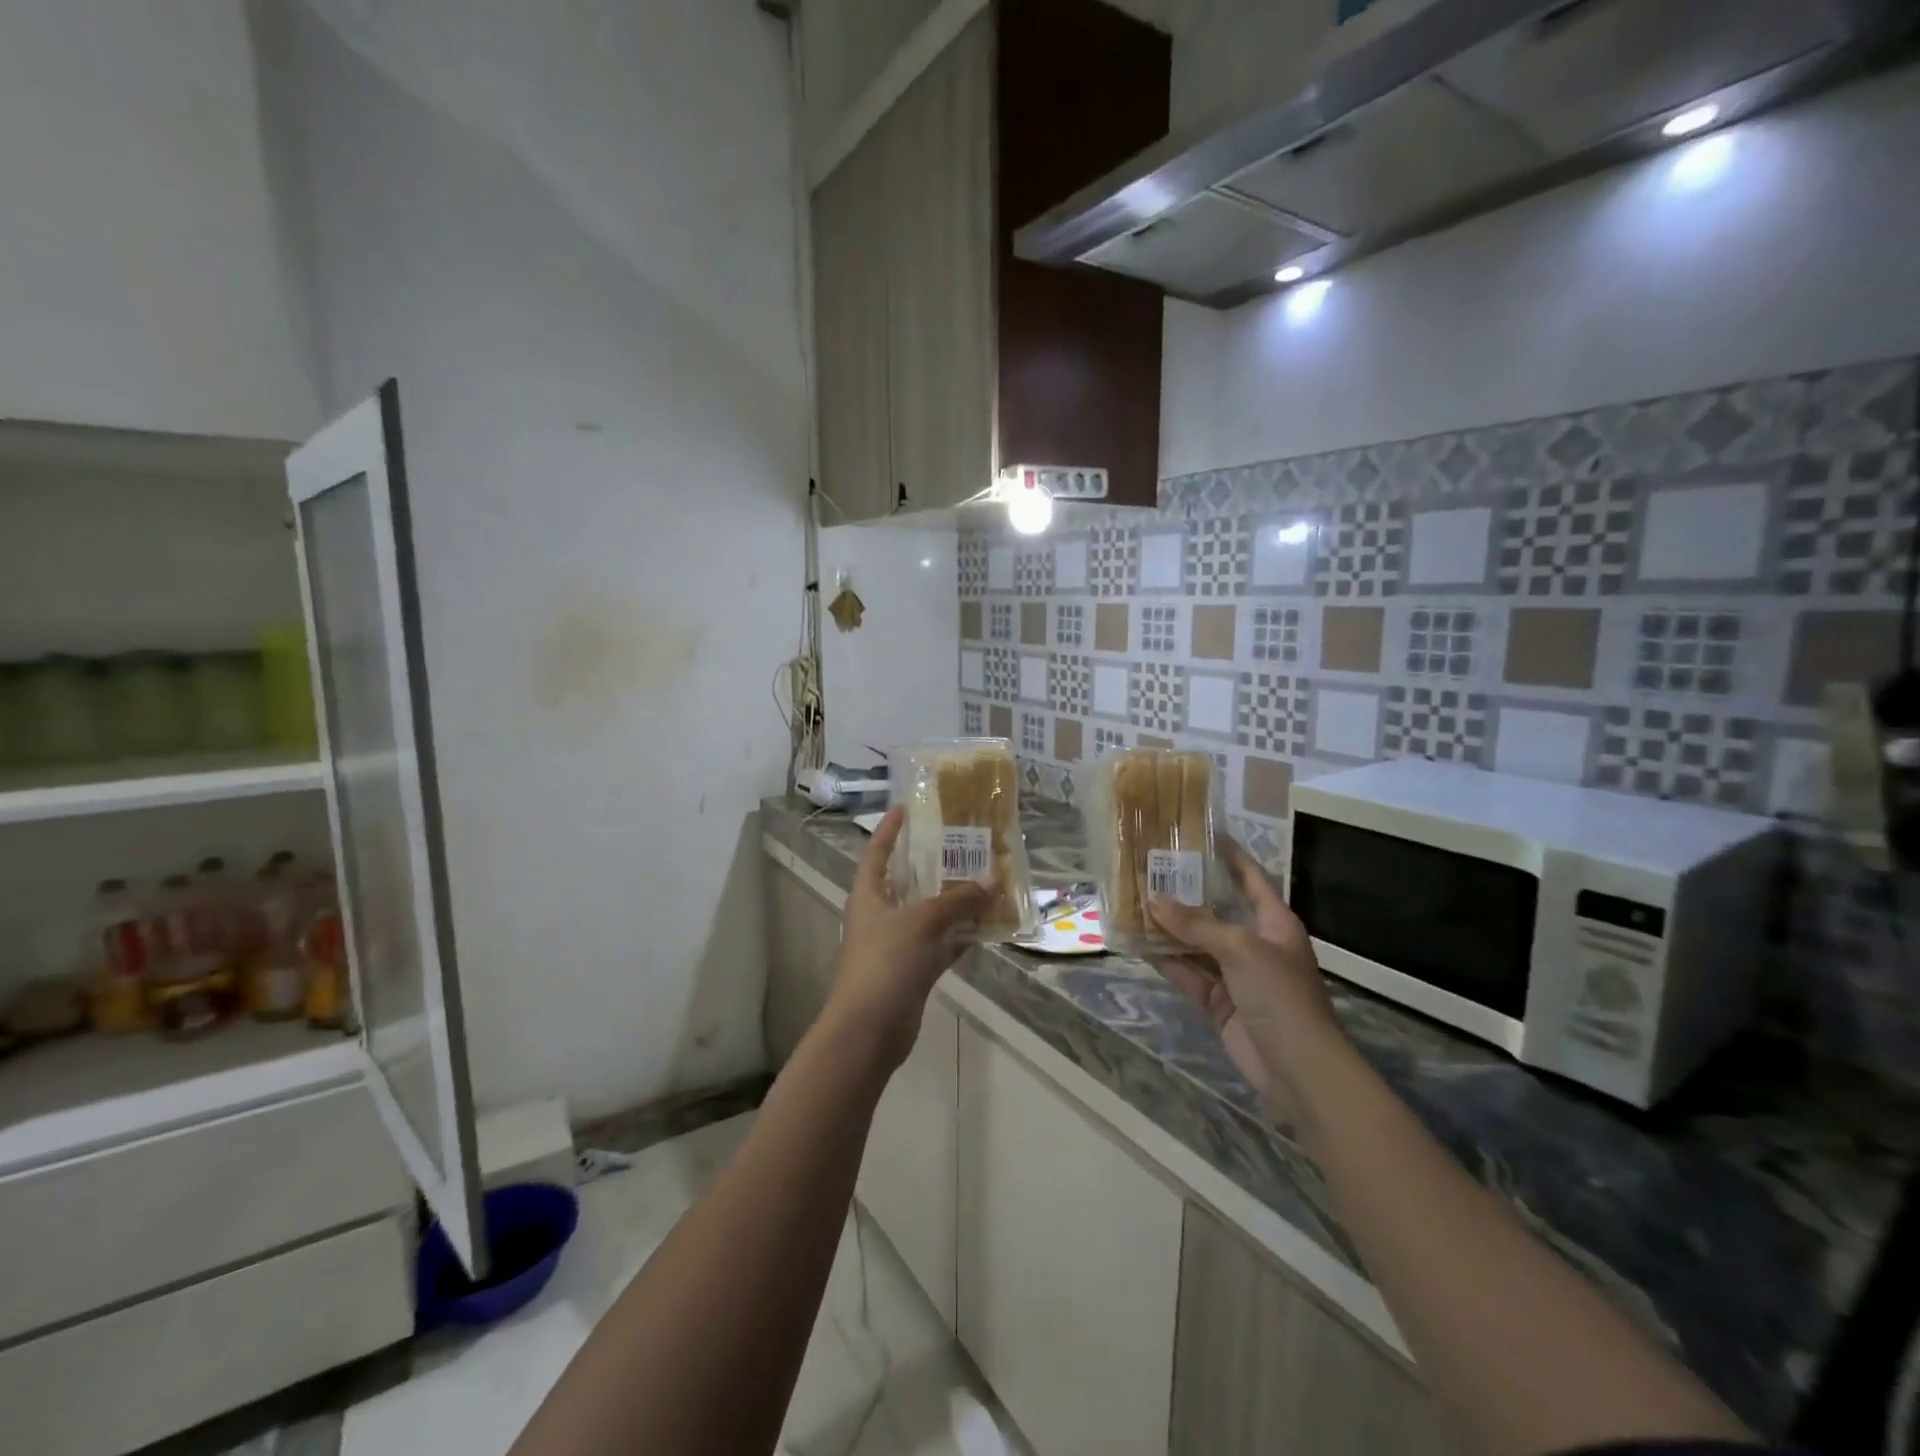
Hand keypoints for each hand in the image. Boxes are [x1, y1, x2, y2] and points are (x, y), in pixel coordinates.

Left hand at [826, 805, 991, 1069]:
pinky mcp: (914, 970)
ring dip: (954, 901)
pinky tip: (989, 924)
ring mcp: (897, 944)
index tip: (908, 806)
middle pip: (908, 881)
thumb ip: (958, 901)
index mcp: (868, 895)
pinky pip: (942, 944)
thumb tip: (993, 880)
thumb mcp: (921, 922)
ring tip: (986, 878)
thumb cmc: (885, 962)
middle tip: (964, 842)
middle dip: (934, 863)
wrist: (869, 1030)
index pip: (877, 852)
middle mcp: (881, 915)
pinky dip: (962, 936)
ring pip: (930, 914)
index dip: (890, 829)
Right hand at [1149, 841, 1342, 1118]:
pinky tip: (1138, 944)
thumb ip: (1196, 924)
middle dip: (1186, 893)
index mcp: (1274, 923)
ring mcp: (1235, 975)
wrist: (1298, 1069)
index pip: (1251, 880)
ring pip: (1196, 943)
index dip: (1231, 857)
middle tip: (1151, 869)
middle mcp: (1255, 944)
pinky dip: (1165, 961)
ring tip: (1134, 901)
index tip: (1204, 834)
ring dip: (1169, 928)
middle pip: (1216, 911)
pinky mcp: (1218, 1003)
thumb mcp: (1240, 949)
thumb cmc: (1280, 994)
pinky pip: (1188, 974)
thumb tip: (1153, 899)